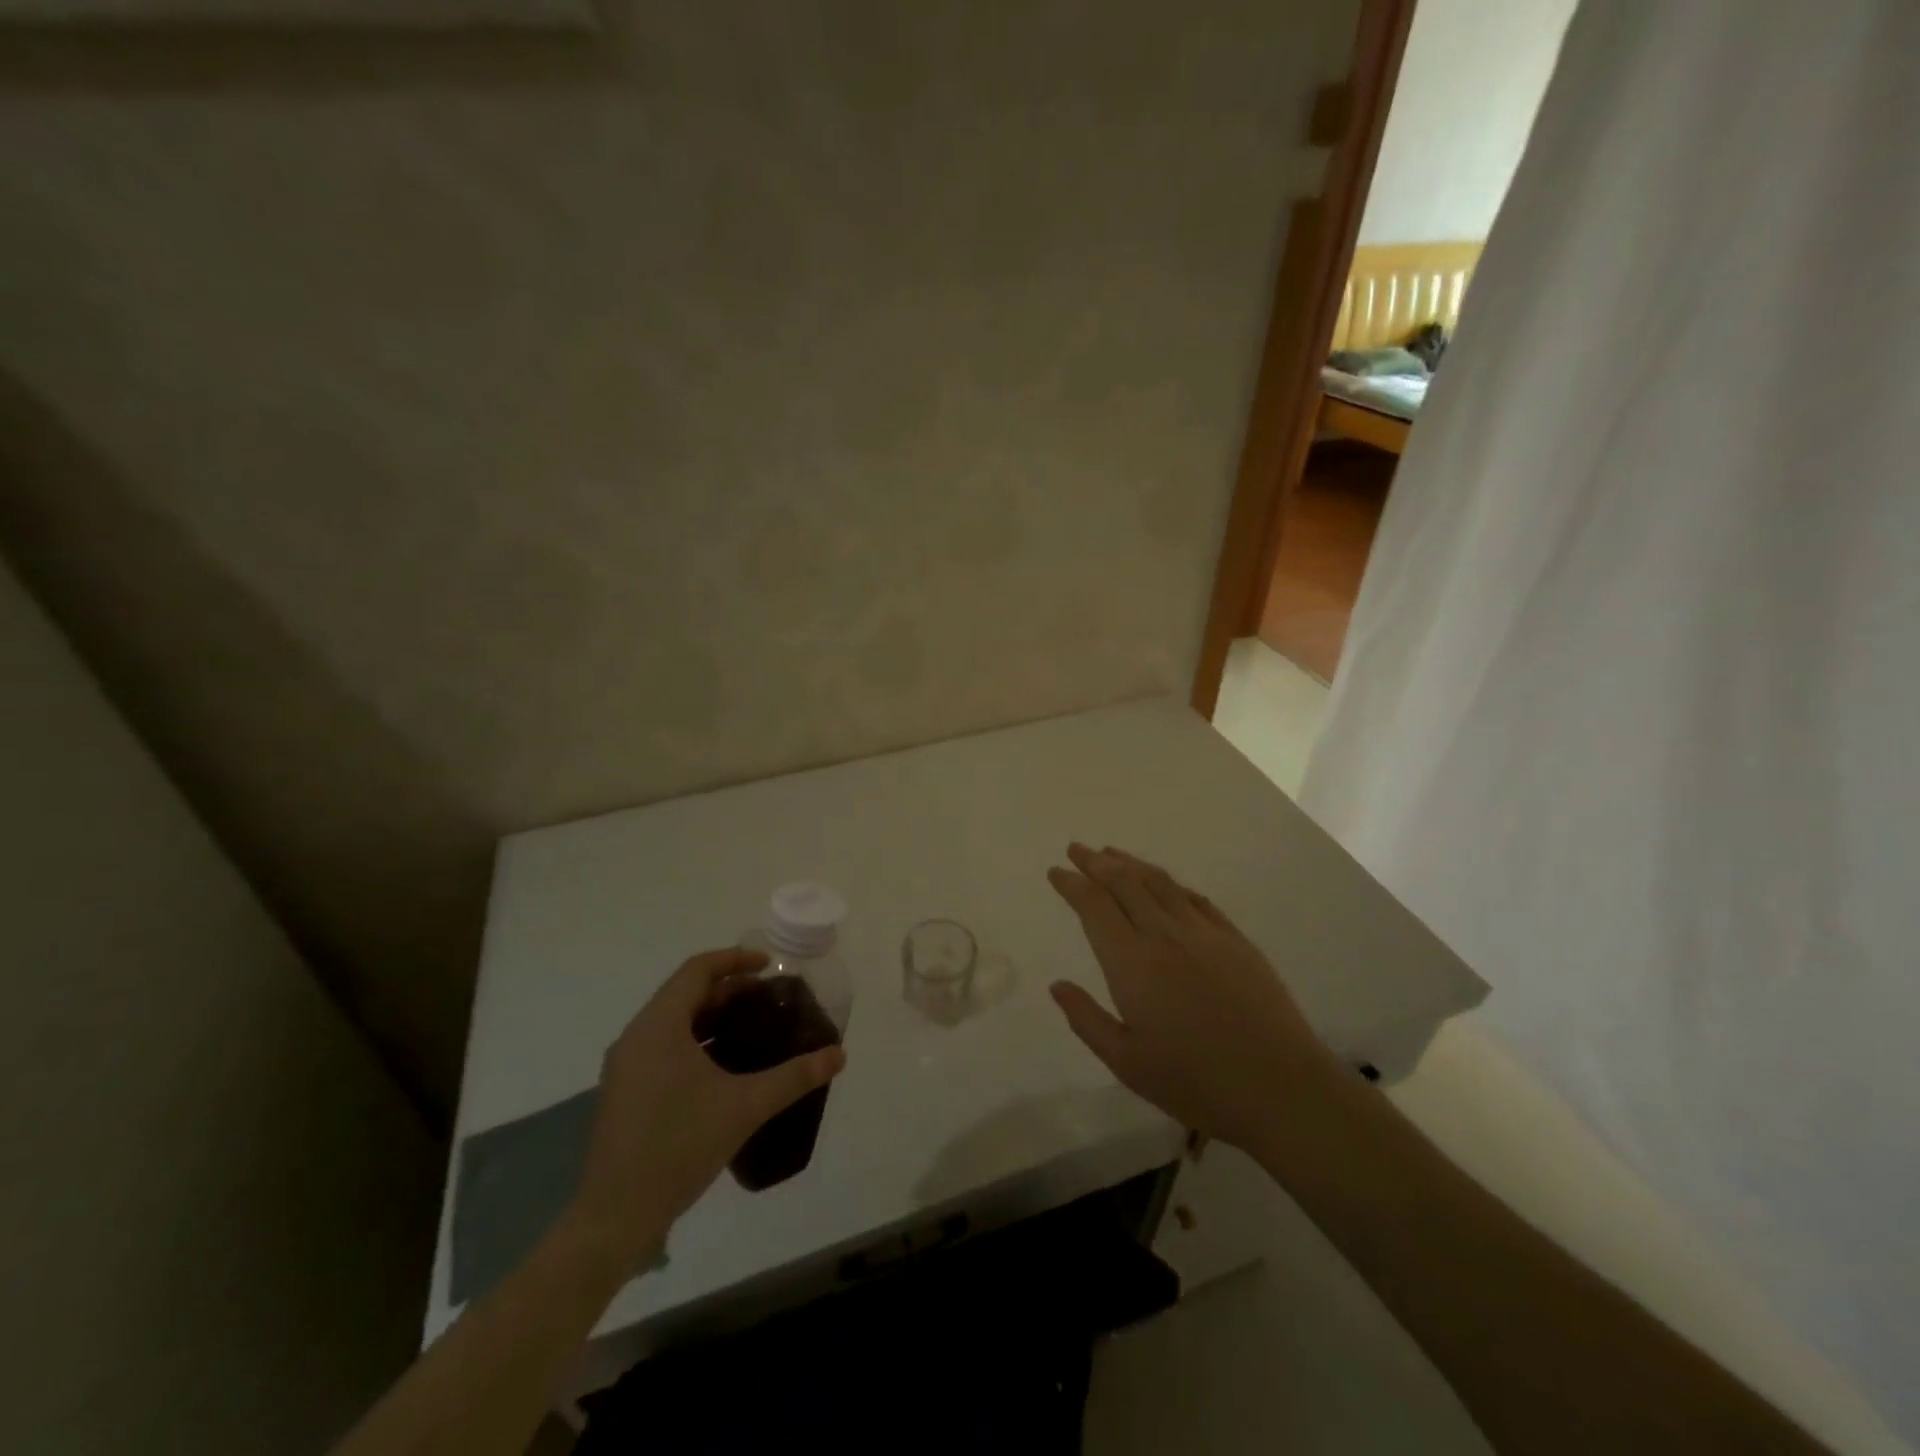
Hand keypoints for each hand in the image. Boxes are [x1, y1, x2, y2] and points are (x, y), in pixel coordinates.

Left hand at [568, 948, 846, 1267]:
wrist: (615, 1217)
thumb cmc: (679, 1146)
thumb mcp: (745, 1107)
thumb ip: (794, 1077)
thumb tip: (838, 1054)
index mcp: (659, 1025)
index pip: (697, 970)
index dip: (735, 960)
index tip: (769, 966)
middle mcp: (637, 1036)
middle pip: (686, 993)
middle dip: (729, 990)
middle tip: (769, 999)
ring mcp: (626, 1066)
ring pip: (674, 1022)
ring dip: (712, 1016)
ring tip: (753, 1027)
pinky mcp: (625, 1092)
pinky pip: (664, 1047)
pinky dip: (696, 1041)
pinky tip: (724, 1067)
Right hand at [1046, 844, 1341, 1155]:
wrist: (1281, 1089)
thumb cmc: (1196, 1083)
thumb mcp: (1127, 1063)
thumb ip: (1087, 1020)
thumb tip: (1057, 985)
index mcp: (1133, 964)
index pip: (1095, 907)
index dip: (1072, 885)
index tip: (1055, 872)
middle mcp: (1165, 936)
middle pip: (1125, 883)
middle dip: (1096, 862)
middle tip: (1077, 849)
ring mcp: (1205, 934)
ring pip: (1160, 883)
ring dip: (1131, 864)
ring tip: (1111, 854)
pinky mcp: (1236, 940)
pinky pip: (1195, 899)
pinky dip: (1171, 884)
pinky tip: (1163, 884)